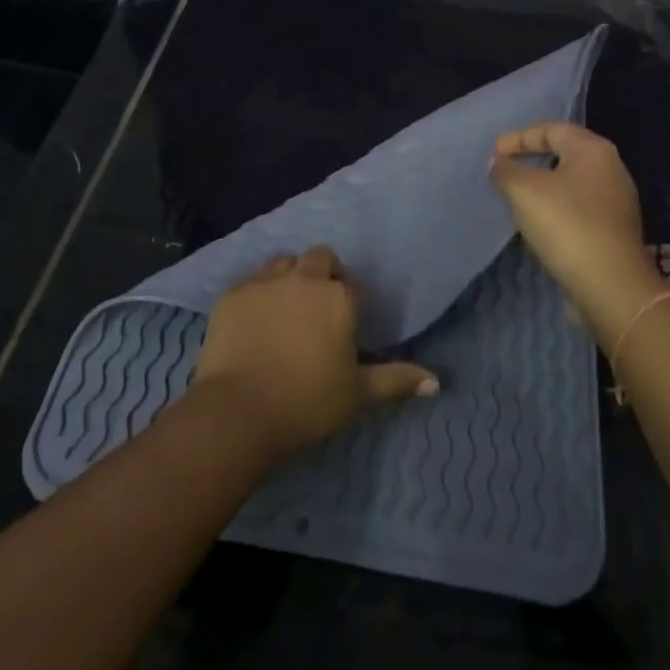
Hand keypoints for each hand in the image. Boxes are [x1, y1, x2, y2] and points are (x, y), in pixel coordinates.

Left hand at [193, 246, 438, 458]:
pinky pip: (251, 281)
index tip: (341, 329)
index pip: (350, 285)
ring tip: (285, 311)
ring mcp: (264, 282)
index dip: (347, 303)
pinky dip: (257, 295)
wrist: (239, 411)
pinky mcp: (232, 293)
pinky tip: (253, 322)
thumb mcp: (358, 395)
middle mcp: (304, 278)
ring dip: (289, 278)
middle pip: (318, 258)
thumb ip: (397, 380)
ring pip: (283, 263)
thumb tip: (436, 382)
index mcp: (338, 297)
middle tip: (315, 312)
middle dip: (321, 275)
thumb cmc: (307, 402)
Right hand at [490, 122, 661, 334]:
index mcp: (594, 150)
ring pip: (571, 182)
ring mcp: (616, 202)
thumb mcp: (524, 191)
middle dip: (532, 158)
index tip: (495, 152)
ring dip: (542, 185)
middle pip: (565, 153)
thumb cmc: (567, 225)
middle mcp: (611, 169)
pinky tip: (538, 222)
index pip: (553, 129)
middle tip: (505, 168)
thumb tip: (500, 164)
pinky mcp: (613, 230)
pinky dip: (555, 207)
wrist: (610, 286)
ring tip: (516, 196)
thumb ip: (506, 171)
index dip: (520, 137)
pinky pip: (578, 207)